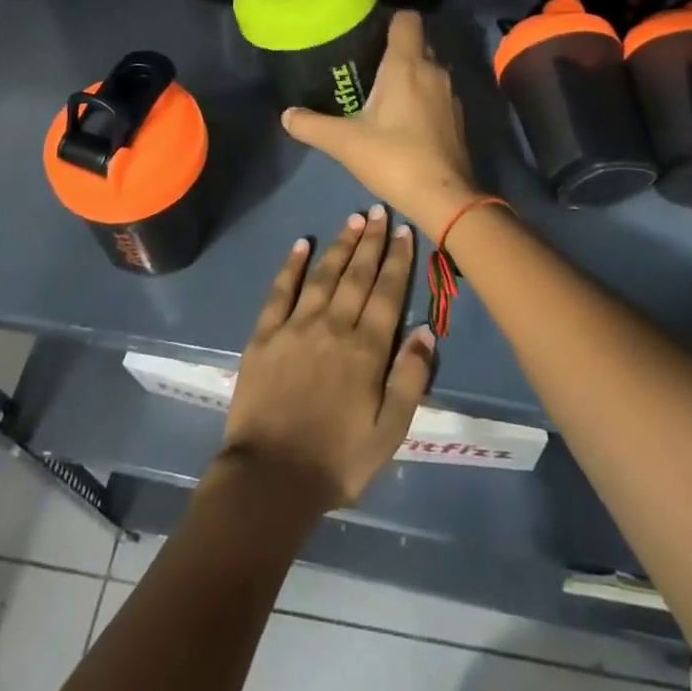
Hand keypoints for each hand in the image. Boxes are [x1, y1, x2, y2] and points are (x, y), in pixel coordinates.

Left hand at [220, 208, 434, 512]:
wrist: (270, 478)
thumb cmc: (337, 461)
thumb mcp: (389, 432)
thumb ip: (410, 378)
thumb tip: (426, 330)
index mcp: (366, 350)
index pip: (387, 293)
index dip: (397, 261)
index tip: (404, 231)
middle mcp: (333, 326)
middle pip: (357, 275)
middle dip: (371, 241)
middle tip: (379, 211)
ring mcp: (296, 326)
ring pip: (323, 275)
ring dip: (339, 245)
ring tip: (352, 220)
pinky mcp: (265, 334)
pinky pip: (280, 291)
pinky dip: (292, 265)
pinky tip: (301, 244)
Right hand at [282, 12, 476, 235]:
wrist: (445, 198)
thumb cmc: (395, 159)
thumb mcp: (345, 143)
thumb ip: (312, 126)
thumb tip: (286, 115)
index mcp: (407, 65)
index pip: (407, 19)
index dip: (389, 19)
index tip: (368, 30)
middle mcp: (433, 70)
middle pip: (417, 42)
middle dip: (394, 46)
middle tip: (365, 61)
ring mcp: (449, 94)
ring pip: (428, 67)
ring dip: (409, 72)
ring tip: (381, 88)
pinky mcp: (456, 117)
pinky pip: (436, 91)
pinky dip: (421, 94)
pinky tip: (402, 116)